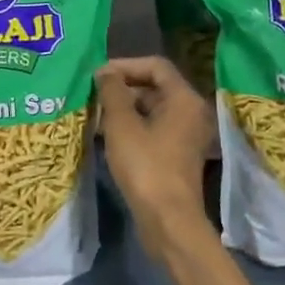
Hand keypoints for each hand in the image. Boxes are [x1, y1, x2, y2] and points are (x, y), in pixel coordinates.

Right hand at [97, 57, 216, 264]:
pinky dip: (131, 127)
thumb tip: (106, 72)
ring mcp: (185, 135)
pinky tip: (106, 136)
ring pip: (151, 109)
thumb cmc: (145, 166)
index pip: (155, 65)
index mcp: (183, 98)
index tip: (98, 76)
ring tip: (94, 116)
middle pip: (154, 86)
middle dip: (122, 88)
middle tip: (93, 96)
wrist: (167, 220)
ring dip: (123, 109)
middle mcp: (190, 112)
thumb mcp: (121, 124)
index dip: (125, 65)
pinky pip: (153, 129)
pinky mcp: (176, 154)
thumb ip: (112, 91)